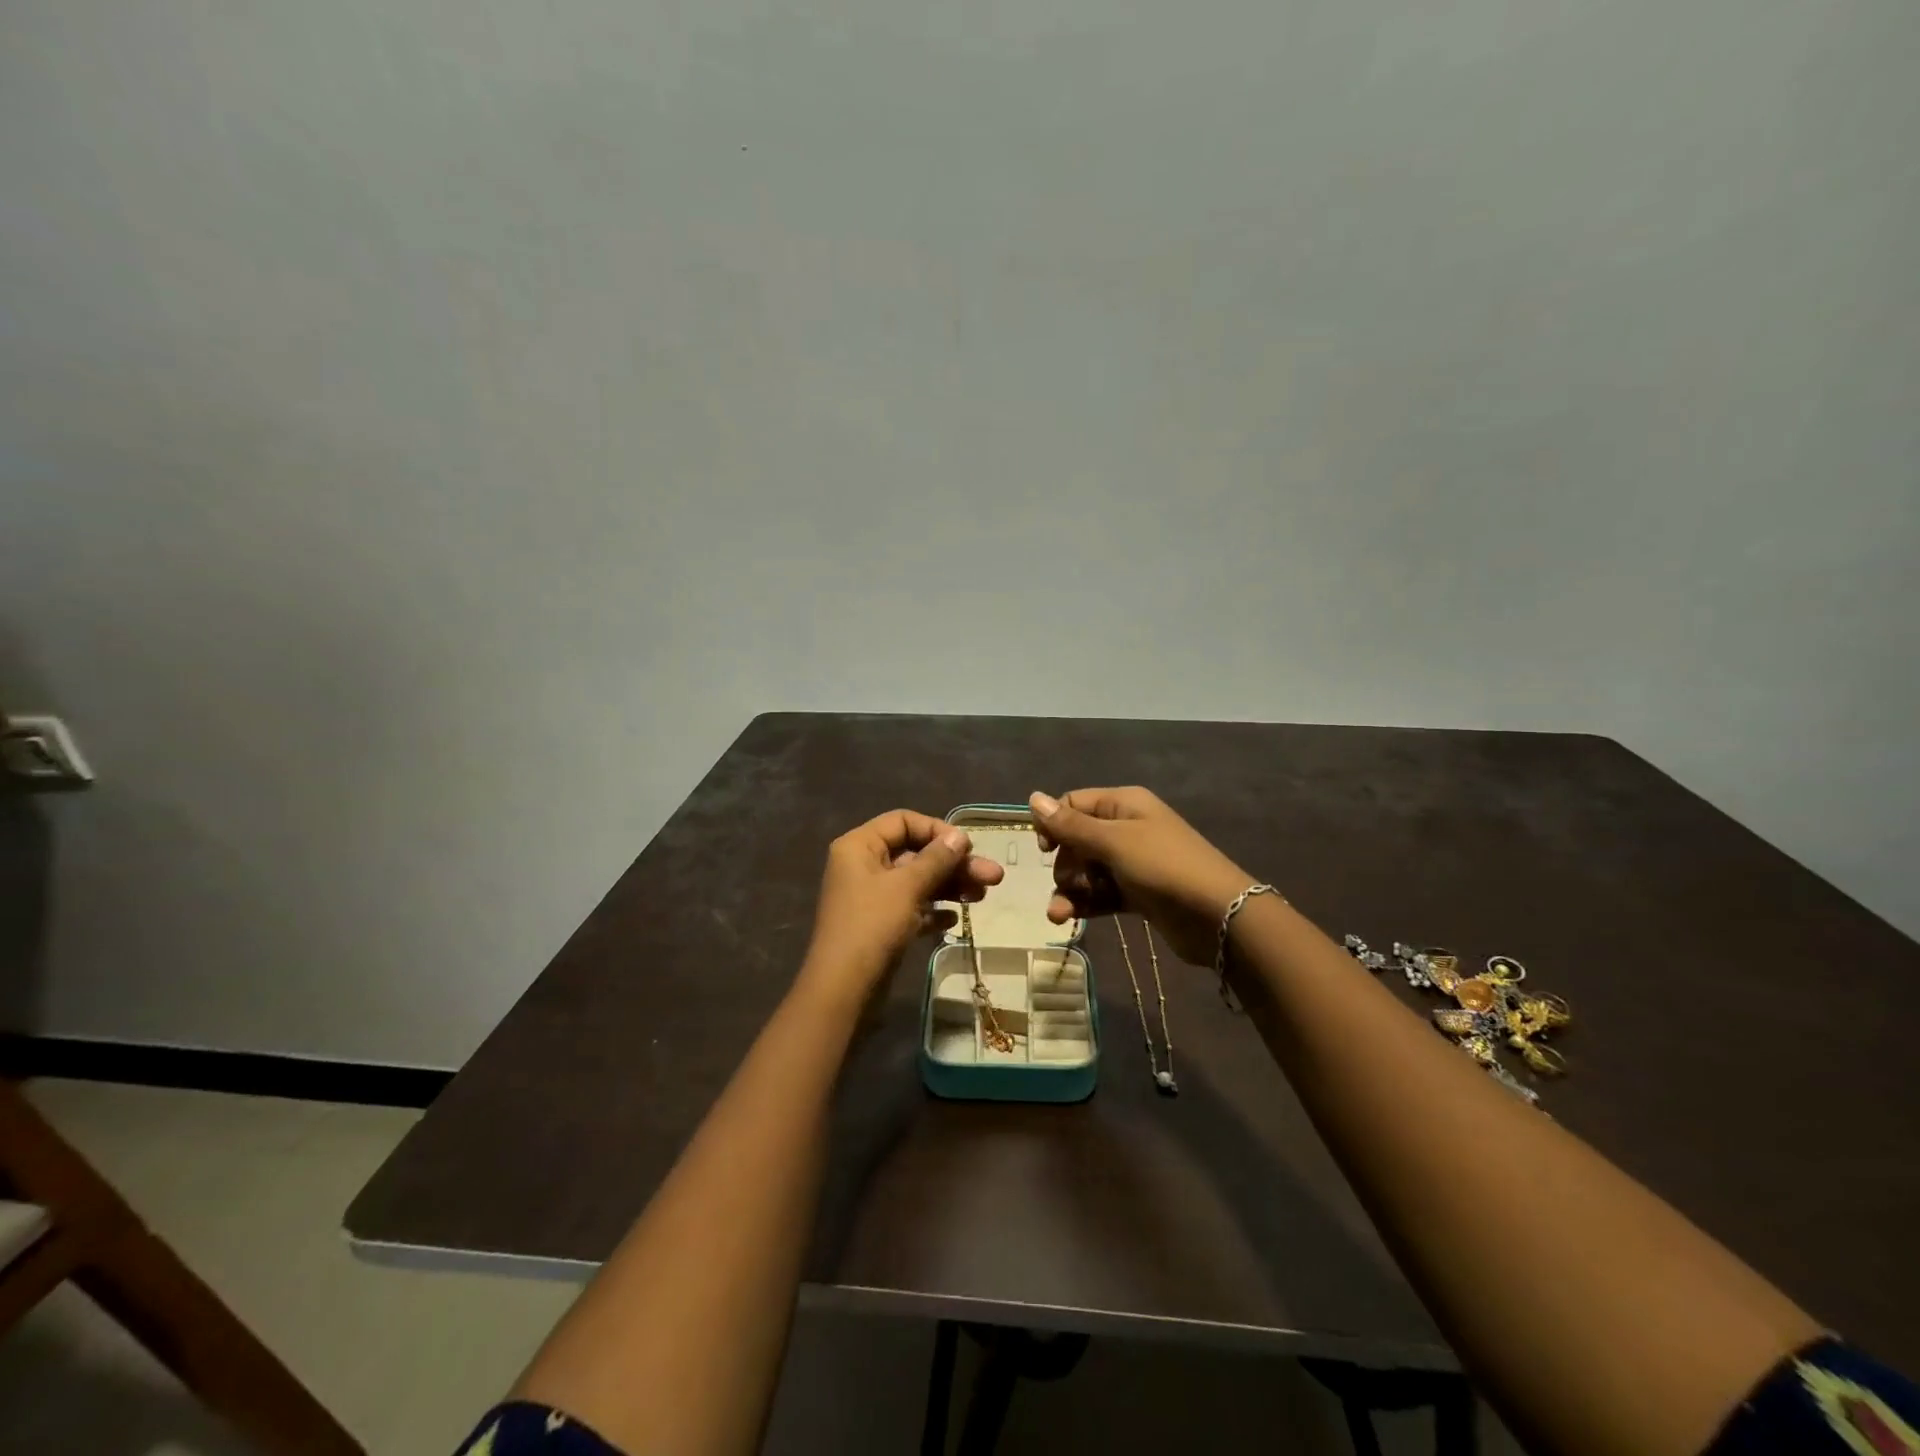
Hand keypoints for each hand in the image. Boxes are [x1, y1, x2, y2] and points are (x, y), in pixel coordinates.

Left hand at [798, 809, 1004, 1005]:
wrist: (843, 989)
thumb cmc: (872, 926)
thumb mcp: (907, 887)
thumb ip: (936, 859)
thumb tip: (959, 836)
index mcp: (860, 846)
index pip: (903, 821)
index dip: (937, 830)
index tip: (967, 848)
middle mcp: (863, 865)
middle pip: (915, 853)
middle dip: (954, 864)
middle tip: (993, 876)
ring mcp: (871, 896)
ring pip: (917, 881)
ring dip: (950, 886)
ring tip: (983, 896)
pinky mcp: (880, 924)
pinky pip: (911, 907)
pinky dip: (933, 909)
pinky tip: (955, 918)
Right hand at [1030, 788, 1255, 965]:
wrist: (1219, 917)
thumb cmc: (1163, 867)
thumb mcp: (1113, 842)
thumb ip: (1070, 825)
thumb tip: (1032, 798)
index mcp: (1123, 804)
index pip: (1073, 804)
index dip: (1054, 824)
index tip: (1045, 850)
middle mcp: (1126, 828)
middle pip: (1077, 839)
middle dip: (1064, 863)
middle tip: (1069, 882)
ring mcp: (1133, 862)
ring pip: (1087, 870)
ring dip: (1070, 889)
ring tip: (1059, 914)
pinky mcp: (1137, 893)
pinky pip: (1101, 893)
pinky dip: (1085, 903)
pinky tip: (1068, 919)